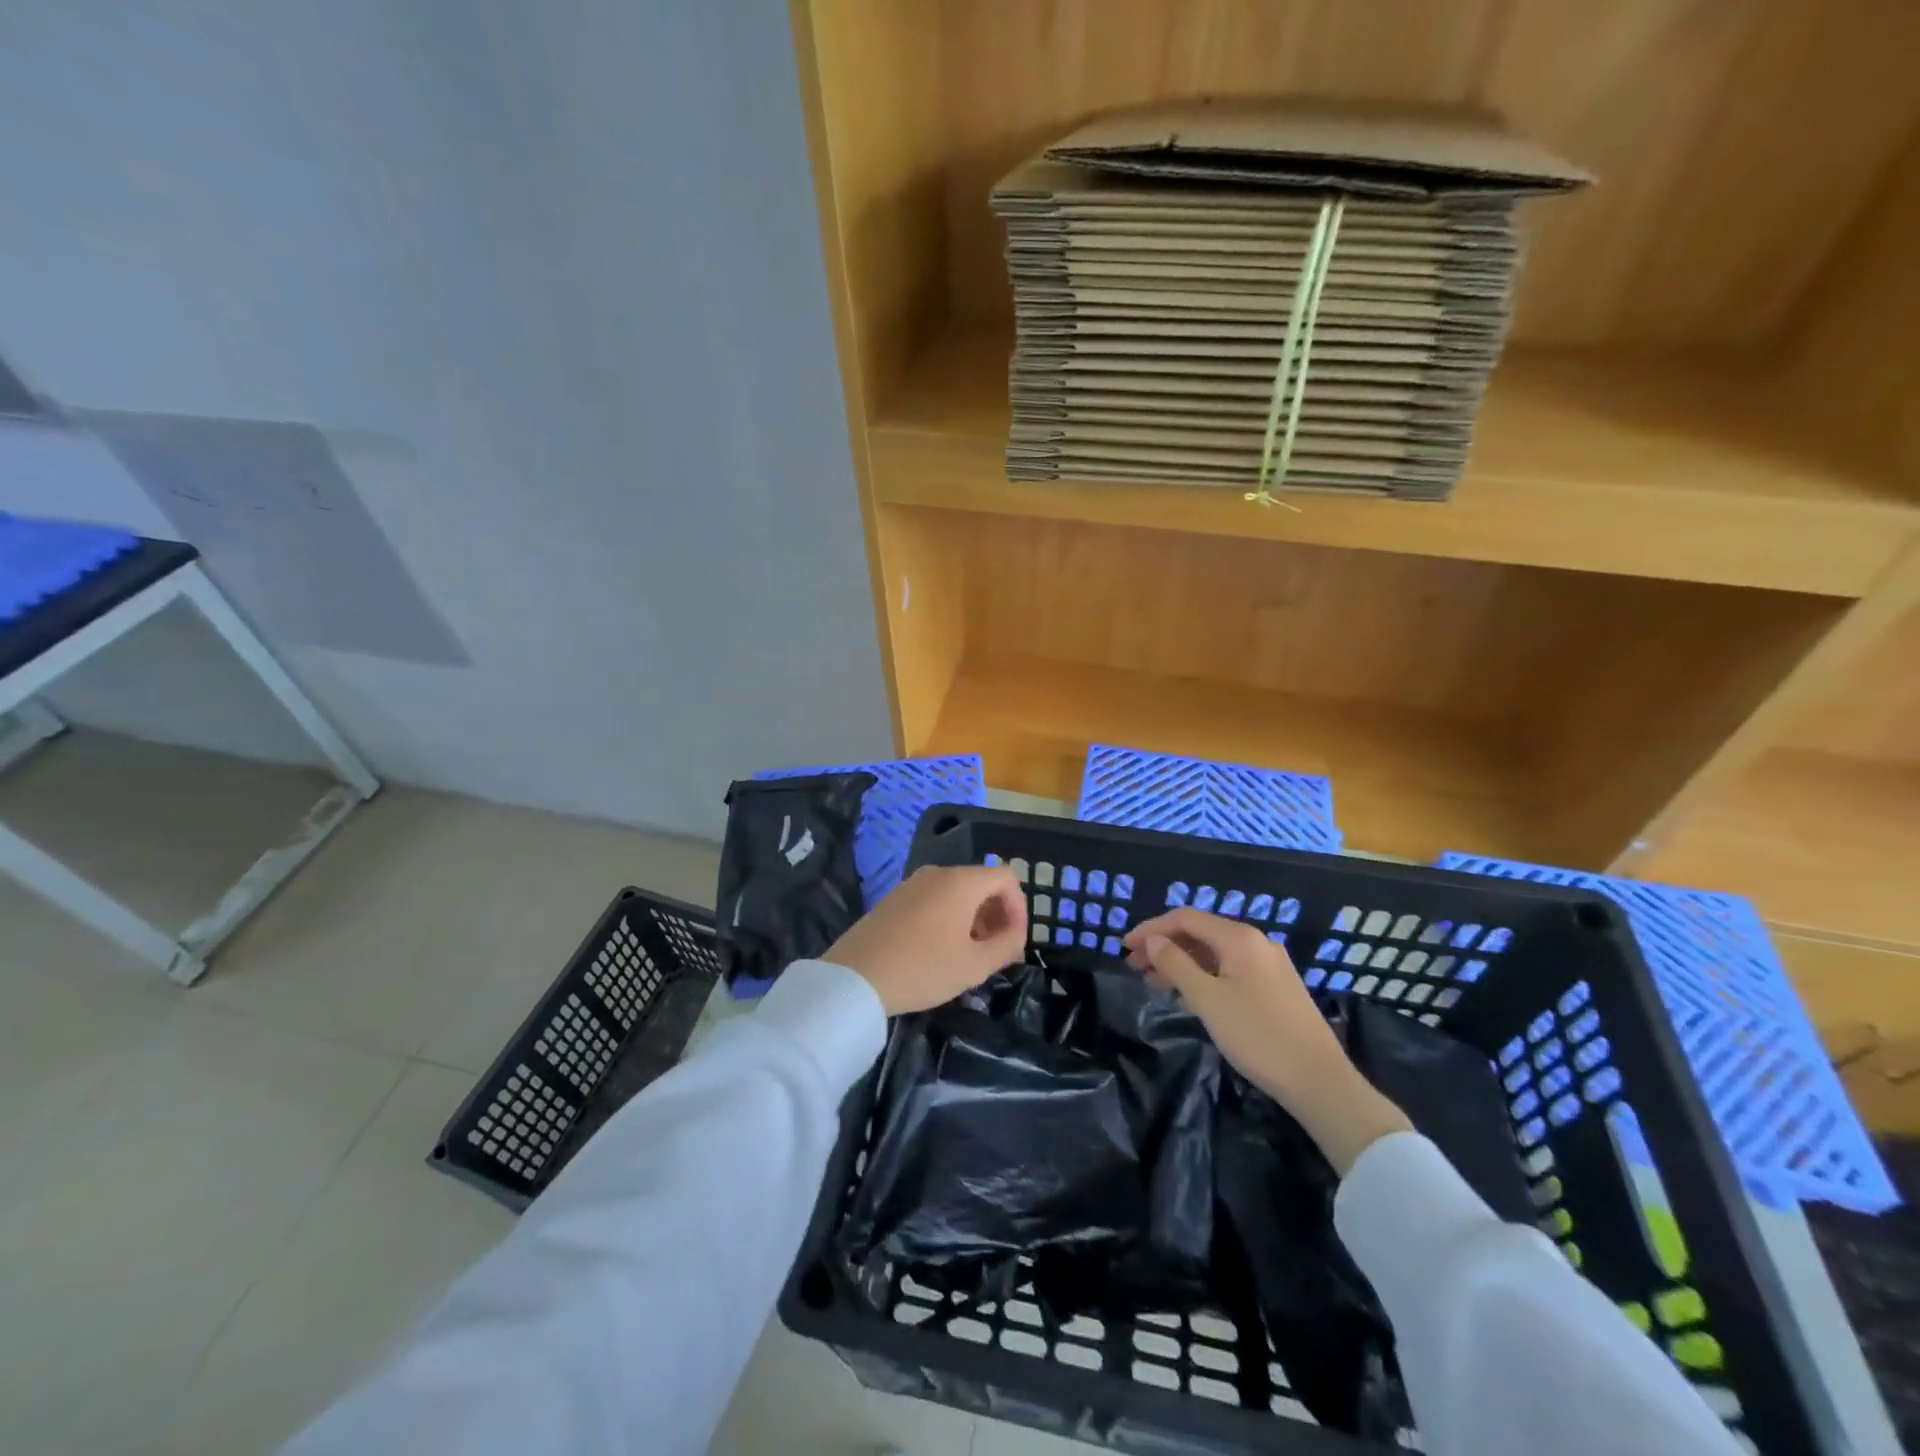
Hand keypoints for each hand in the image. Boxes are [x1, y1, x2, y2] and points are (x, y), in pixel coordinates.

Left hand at [826, 864, 1028, 1015]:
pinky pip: (933, 900)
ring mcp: (911, 884)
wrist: (855, 978)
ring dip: (973, 919)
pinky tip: (940, 951)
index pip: (1005, 877)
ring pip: (956, 893)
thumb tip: (1016, 937)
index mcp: (960, 882)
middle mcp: (937, 874)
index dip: (1019, 908)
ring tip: (970, 955)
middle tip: (998, 952)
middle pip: (981, 883)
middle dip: (997, 915)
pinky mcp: (893, 899)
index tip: (1015, 942)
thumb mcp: (974, 965)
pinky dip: (948, 918)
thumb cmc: (922, 969)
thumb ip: (1006, 947)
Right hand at [1123, 908, 1409, 1175]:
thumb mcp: (1207, 999)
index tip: (1123, 947)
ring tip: (1154, 981)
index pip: (1185, 918)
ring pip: (1214, 953)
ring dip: (1181, 961)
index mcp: (1239, 938)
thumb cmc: (1257, 1035)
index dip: (1151, 929)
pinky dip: (1203, 975)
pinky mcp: (1276, 987)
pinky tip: (1189, 994)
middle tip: (1134, 966)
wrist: (1319, 1081)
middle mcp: (1256, 942)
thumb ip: (1175, 964)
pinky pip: (1229, 969)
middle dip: (1164, 945)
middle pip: (1200, 932)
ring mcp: (1269, 965)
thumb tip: (1152, 941)